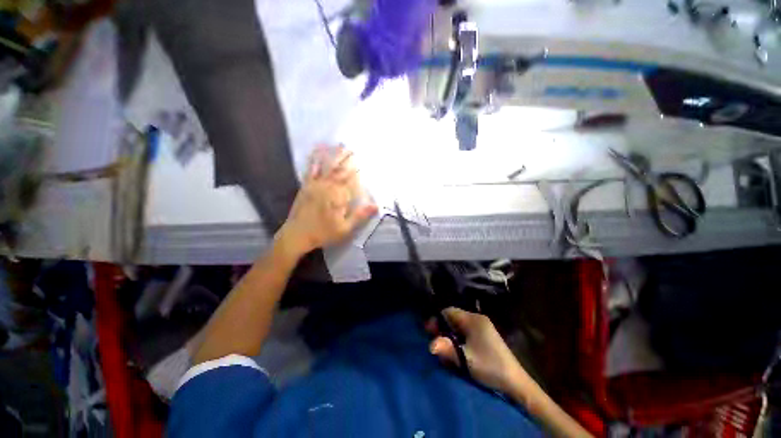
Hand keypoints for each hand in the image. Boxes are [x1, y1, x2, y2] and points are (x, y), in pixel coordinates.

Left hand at [278, 145, 377, 255]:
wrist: (297, 235)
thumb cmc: (323, 233)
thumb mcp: (345, 228)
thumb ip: (359, 215)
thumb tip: (376, 206)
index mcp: (338, 197)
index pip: (351, 181)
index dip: (358, 171)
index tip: (365, 162)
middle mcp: (327, 187)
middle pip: (340, 171)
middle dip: (348, 159)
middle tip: (355, 149)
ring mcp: (315, 185)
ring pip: (327, 167)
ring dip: (334, 155)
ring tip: (340, 144)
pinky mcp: (306, 185)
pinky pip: (311, 169)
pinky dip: (314, 158)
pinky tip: (317, 150)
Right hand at [428, 307, 525, 393]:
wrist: (515, 383)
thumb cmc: (490, 367)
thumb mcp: (466, 358)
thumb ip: (447, 349)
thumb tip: (430, 345)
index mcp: (473, 320)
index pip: (449, 311)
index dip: (437, 319)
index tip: (429, 332)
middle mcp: (477, 319)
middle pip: (453, 318)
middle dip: (443, 329)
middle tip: (436, 342)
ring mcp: (482, 328)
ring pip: (458, 326)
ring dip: (450, 336)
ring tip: (447, 351)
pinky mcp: (485, 337)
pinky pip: (466, 333)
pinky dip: (458, 340)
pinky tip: (458, 352)